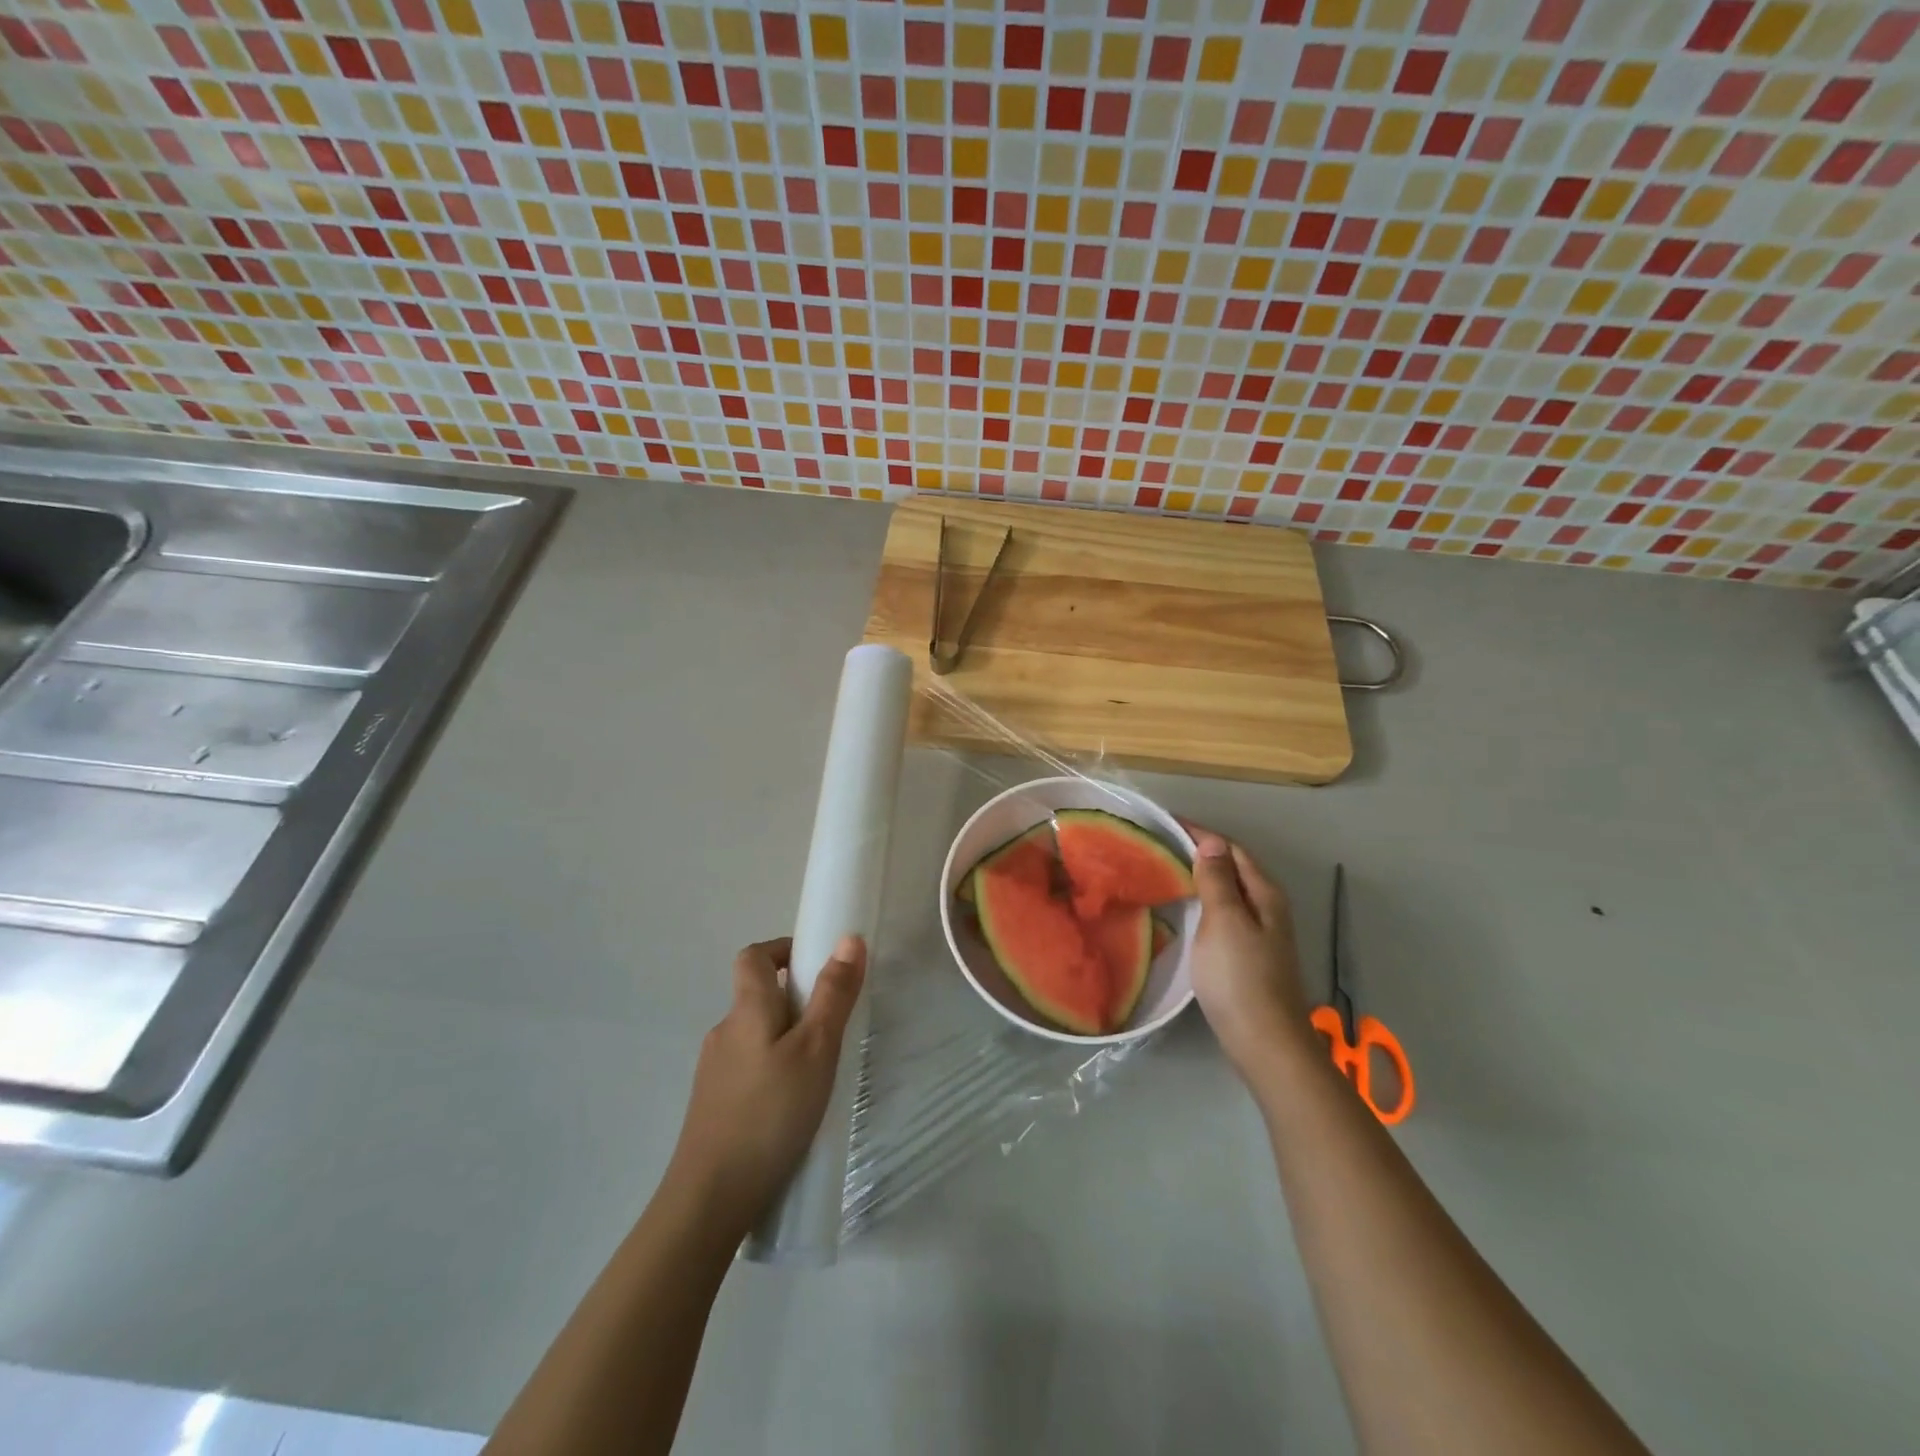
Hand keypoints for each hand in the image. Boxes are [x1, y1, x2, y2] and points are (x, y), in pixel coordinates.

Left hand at [665, 935, 865, 1237]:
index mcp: (746, 1009)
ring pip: (756, 1037)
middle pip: (757, 996)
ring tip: (820, 1073)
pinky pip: (749, 1070)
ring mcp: (714, 1072)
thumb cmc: (770, 1113)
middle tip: (834, 1027)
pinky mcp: (713, 1106)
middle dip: (796, 1001)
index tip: (816, 965)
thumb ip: (833, 994)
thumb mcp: (816, 1049)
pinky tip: (794, 1108)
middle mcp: (724, 1032)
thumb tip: (848, 938)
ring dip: (787, 1040)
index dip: (783, 949)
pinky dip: (774, 1071)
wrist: (709, 1199)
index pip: (754, 956)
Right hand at [1187, 832, 1313, 1081]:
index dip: (1200, 833)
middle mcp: (1267, 907)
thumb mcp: (1224, 921)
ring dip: (1200, 877)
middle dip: (1199, 852)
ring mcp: (1260, 933)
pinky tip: (1184, 910)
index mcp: (1264, 893)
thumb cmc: (1240, 977)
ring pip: (1228, 891)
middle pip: (1232, 868)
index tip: (1164, 823)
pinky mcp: (1248, 954)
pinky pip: (1223, 913)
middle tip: (1158, 845)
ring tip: (1164, 871)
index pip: (1230, 849)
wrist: (1264, 1042)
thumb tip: (1212, 841)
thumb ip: (1217, 880)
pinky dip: (1203, 902)